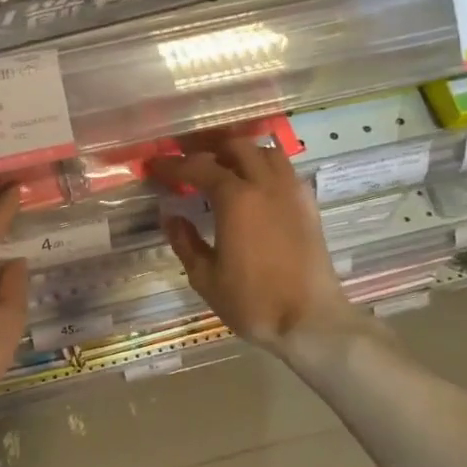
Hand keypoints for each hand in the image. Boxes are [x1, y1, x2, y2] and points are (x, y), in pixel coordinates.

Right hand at [153, 138, 358, 349]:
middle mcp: (265, 184)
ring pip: (264, 151)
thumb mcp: (205, 277)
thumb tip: (171, 216)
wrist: (311, 320)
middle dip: (207, 147)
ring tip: (221, 164)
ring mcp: (291, 191)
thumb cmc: (253, 301)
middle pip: (235, 146)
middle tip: (188, 158)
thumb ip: (185, 242)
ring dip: (240, 151)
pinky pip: (284, 169)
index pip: (198, 167)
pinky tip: (255, 183)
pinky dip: (264, 166)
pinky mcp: (308, 204)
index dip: (173, 164)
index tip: (155, 164)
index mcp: (235, 198)